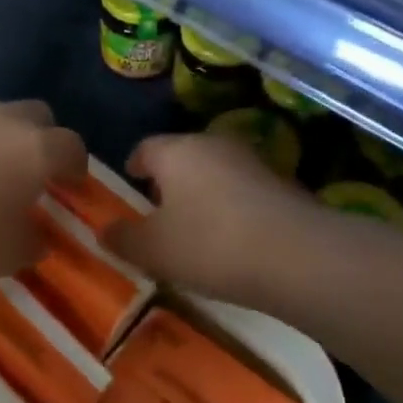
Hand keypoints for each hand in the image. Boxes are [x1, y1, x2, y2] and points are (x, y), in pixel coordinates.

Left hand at [0, 100, 86, 283]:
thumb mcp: (7, 255)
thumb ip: (31, 243)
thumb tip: (37, 238)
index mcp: (35, 150)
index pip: (71, 147)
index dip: (76, 165)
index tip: (71, 184)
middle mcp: (2, 121)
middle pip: (37, 115)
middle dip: (42, 138)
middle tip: (32, 170)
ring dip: (0, 134)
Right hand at [105, 133, 309, 302]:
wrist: (297, 257)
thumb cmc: (209, 244)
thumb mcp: (152, 250)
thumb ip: (122, 238)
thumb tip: (104, 230)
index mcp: (176, 151)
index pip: (145, 148)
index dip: (134, 165)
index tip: (130, 182)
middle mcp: (214, 145)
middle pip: (182, 156)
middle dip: (168, 180)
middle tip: (158, 210)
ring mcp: (253, 162)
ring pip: (215, 172)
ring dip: (202, 193)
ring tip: (194, 227)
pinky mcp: (284, 184)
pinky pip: (243, 191)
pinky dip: (231, 208)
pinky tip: (231, 239)